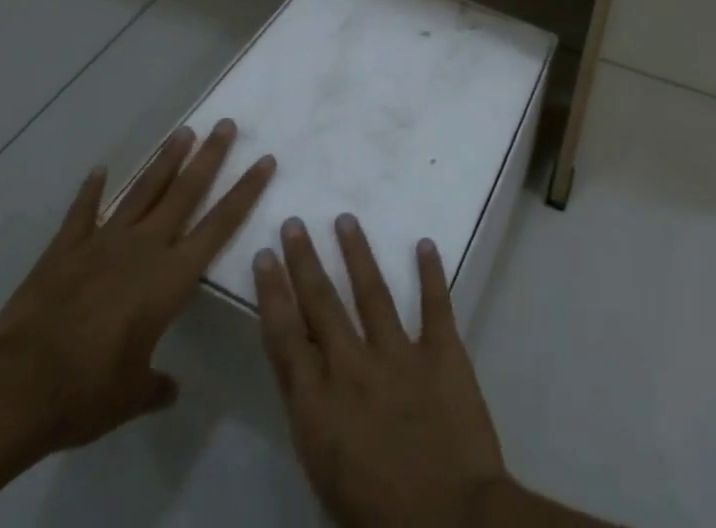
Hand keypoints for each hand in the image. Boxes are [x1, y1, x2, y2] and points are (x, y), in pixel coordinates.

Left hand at [0, 120, 274, 451]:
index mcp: (169, 278)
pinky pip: (83, 212)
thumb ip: (154, 385)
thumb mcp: (130, 396)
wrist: (17, 386)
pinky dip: (91, 190)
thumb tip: (170, 390)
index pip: (219, 225)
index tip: (264, 161)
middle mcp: (143, 248)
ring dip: (165, 160)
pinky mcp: (65, 249)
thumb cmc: (86, 392)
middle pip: (184, 192)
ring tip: (185, 131)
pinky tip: (100, 169)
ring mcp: (103, 242)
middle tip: (226, 125)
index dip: (245, 192)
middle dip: (209, 157)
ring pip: (143, 191)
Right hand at [254, 214, 509, 527]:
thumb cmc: (379, 519)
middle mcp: (352, 369)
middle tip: (294, 222)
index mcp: (319, 406)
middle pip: (322, 303)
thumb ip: (318, 421)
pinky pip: (435, 304)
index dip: (273, 293)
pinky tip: (425, 244)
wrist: (451, 525)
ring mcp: (399, 355)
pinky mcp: (442, 353)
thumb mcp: (326, 475)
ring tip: (346, 219)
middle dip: (304, 260)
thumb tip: (311, 382)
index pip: (286, 337)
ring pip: (372, 292)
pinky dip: (431, 273)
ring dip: (357, 253)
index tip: (264, 256)